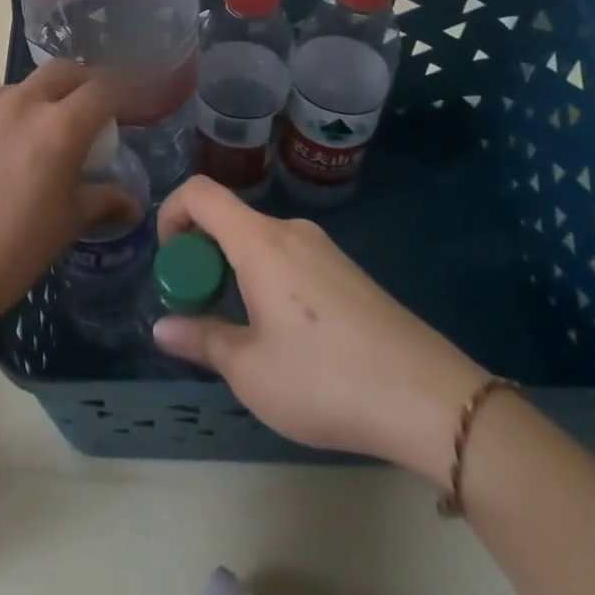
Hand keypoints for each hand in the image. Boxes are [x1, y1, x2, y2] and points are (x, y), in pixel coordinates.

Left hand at [0, 60, 138, 331]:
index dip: (126, 90)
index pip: (105, 90)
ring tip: (39, 117)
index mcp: (62, 128)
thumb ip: (103, 201)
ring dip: (38, 93)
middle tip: (91, 106)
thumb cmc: (13, 252)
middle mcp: (23, 103)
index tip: (134, 101)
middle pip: (64, 72)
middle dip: (85, 82)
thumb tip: (133, 204)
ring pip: (20, 82)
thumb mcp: (68, 225)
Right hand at [152, 177, 487, 479]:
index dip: (171, 214)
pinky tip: (286, 337)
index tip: (170, 263)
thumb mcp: (250, 370)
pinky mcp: (350, 275)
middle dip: (201, 255)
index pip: (200, 193)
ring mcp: (326, 251)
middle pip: (230, 219)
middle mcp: (291, 233)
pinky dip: (267, 281)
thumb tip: (162, 329)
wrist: (432, 401)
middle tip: (200, 308)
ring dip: (235, 272)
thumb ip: (201, 341)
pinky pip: (291, 261)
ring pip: (260, 244)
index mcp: (260, 242)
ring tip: (241, 330)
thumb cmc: (326, 379)